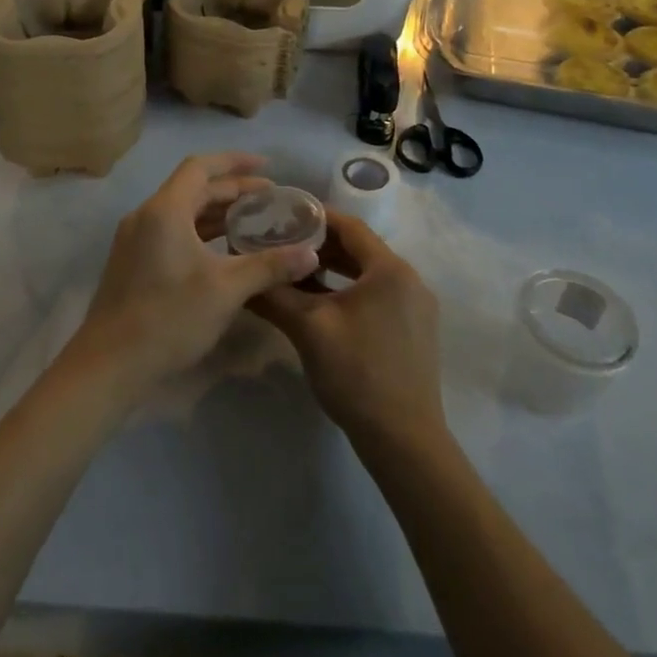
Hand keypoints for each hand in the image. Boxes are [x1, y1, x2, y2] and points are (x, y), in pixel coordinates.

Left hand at [70, 154, 319, 397]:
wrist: (109, 365)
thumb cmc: (169, 318)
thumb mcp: (226, 290)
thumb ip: (269, 266)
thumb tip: (310, 254)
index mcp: (165, 210)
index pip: (201, 167)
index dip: (235, 162)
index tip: (267, 166)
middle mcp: (146, 216)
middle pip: (192, 189)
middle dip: (232, 191)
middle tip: (269, 200)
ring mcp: (135, 240)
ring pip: (181, 212)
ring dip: (216, 213)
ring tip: (252, 222)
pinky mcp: (132, 262)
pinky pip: (171, 231)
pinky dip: (199, 232)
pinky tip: (223, 251)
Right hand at [250, 212, 444, 451]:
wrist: (404, 441)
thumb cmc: (357, 375)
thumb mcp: (308, 329)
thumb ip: (274, 295)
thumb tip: (241, 274)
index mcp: (390, 270)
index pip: (349, 226)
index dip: (314, 217)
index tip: (281, 216)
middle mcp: (410, 280)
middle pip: (359, 249)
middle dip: (320, 246)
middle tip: (281, 245)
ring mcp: (416, 307)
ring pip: (368, 274)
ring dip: (333, 270)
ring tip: (294, 273)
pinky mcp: (415, 331)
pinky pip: (378, 295)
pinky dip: (349, 291)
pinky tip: (321, 305)